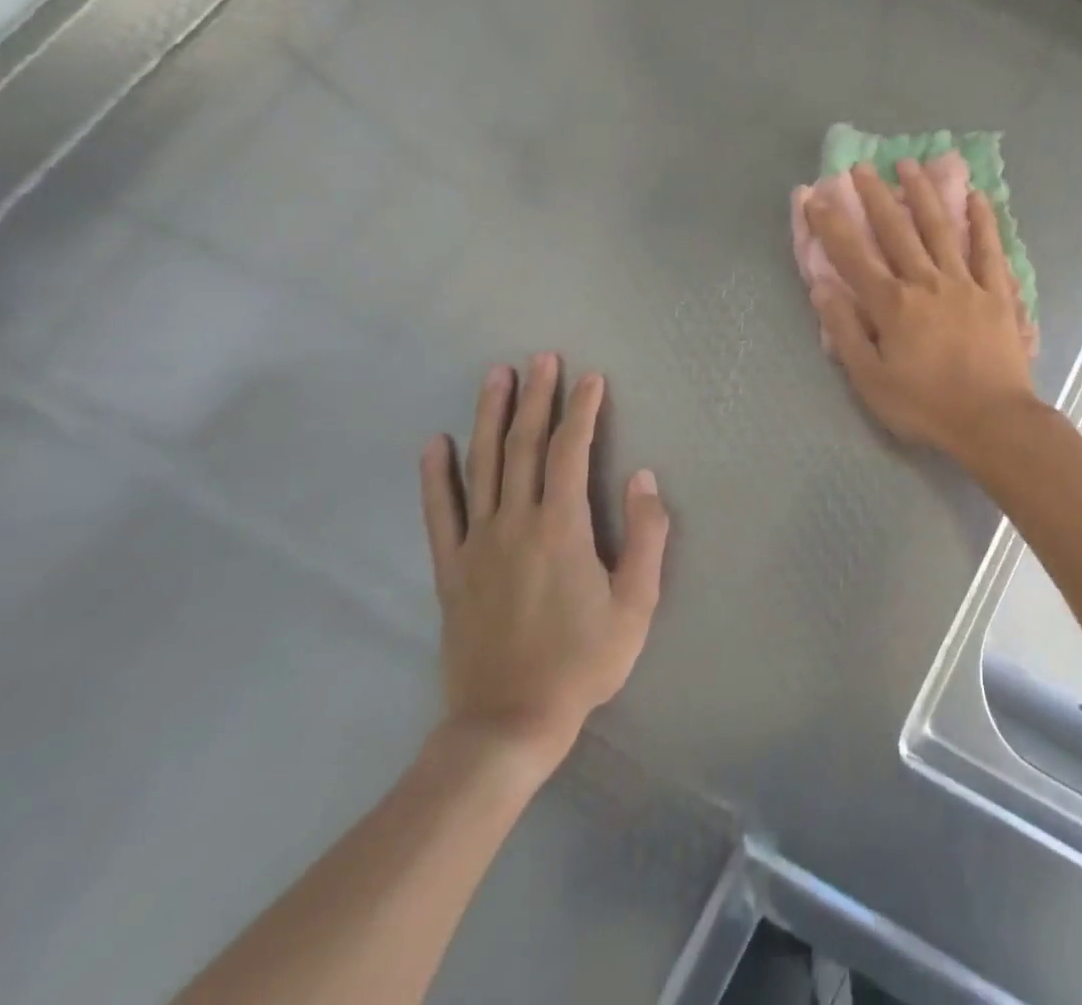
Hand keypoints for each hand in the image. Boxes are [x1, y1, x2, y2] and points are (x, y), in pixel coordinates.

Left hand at [418, 355, 668, 781]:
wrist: (507, 723)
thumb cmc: (583, 661)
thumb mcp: (637, 603)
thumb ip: (646, 535)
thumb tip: (642, 477)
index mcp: (562, 528)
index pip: (571, 452)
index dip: (582, 411)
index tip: (591, 378)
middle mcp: (515, 524)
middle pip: (524, 447)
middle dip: (536, 398)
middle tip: (542, 358)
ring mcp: (477, 545)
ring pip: (483, 467)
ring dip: (490, 418)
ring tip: (496, 377)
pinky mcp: (452, 570)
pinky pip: (440, 514)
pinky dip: (437, 476)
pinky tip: (436, 443)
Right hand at [805, 160, 1037, 459]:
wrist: (991, 419)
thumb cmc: (926, 405)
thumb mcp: (871, 380)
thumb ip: (846, 332)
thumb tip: (823, 289)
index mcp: (892, 305)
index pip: (854, 257)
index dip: (832, 225)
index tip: (816, 196)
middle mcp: (926, 282)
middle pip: (896, 232)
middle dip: (875, 197)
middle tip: (861, 168)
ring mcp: (964, 283)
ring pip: (940, 229)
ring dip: (922, 195)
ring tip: (909, 165)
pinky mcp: (996, 292)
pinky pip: (989, 250)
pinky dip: (983, 222)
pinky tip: (977, 197)